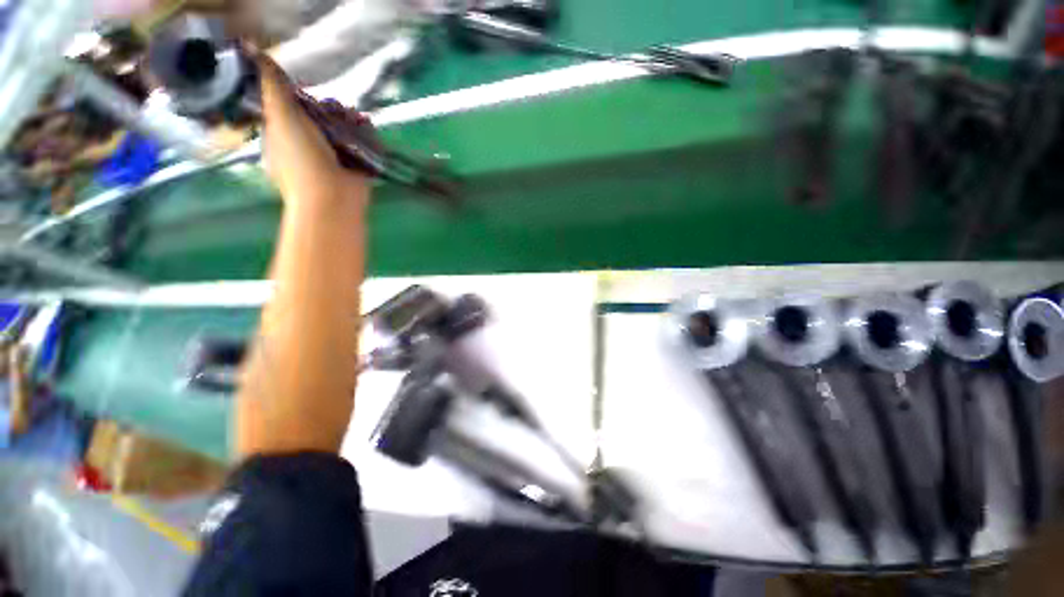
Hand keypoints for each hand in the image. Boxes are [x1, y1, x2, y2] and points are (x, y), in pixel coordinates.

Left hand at [256, 53, 365, 202]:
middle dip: (329, 110)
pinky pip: (358, 145)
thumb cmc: (302, 160)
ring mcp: (330, 159)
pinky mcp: (352, 168)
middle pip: (317, 118)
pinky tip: (367, 131)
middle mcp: (304, 147)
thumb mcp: (281, 117)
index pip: (288, 109)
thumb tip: (250, 48)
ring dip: (349, 122)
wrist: (333, 199)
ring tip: (355, 121)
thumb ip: (272, 86)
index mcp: (280, 138)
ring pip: (339, 131)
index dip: (299, 98)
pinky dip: (364, 137)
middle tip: (335, 110)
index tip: (309, 95)